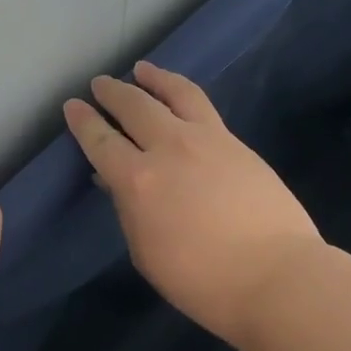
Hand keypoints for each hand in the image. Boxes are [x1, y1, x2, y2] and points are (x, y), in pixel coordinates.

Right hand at [65, 60, 321, 348]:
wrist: (278, 277)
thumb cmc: (203, 281)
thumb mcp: (147, 252)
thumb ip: (129, 209)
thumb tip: (117, 180)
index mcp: (139, 180)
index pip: (101, 141)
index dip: (83, 121)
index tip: (72, 106)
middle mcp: (169, 148)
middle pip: (134, 106)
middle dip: (112, 92)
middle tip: (100, 84)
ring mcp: (208, 140)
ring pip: (175, 93)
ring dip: (153, 78)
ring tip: (142, 69)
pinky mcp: (237, 143)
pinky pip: (202, 107)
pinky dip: (182, 94)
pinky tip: (181, 98)